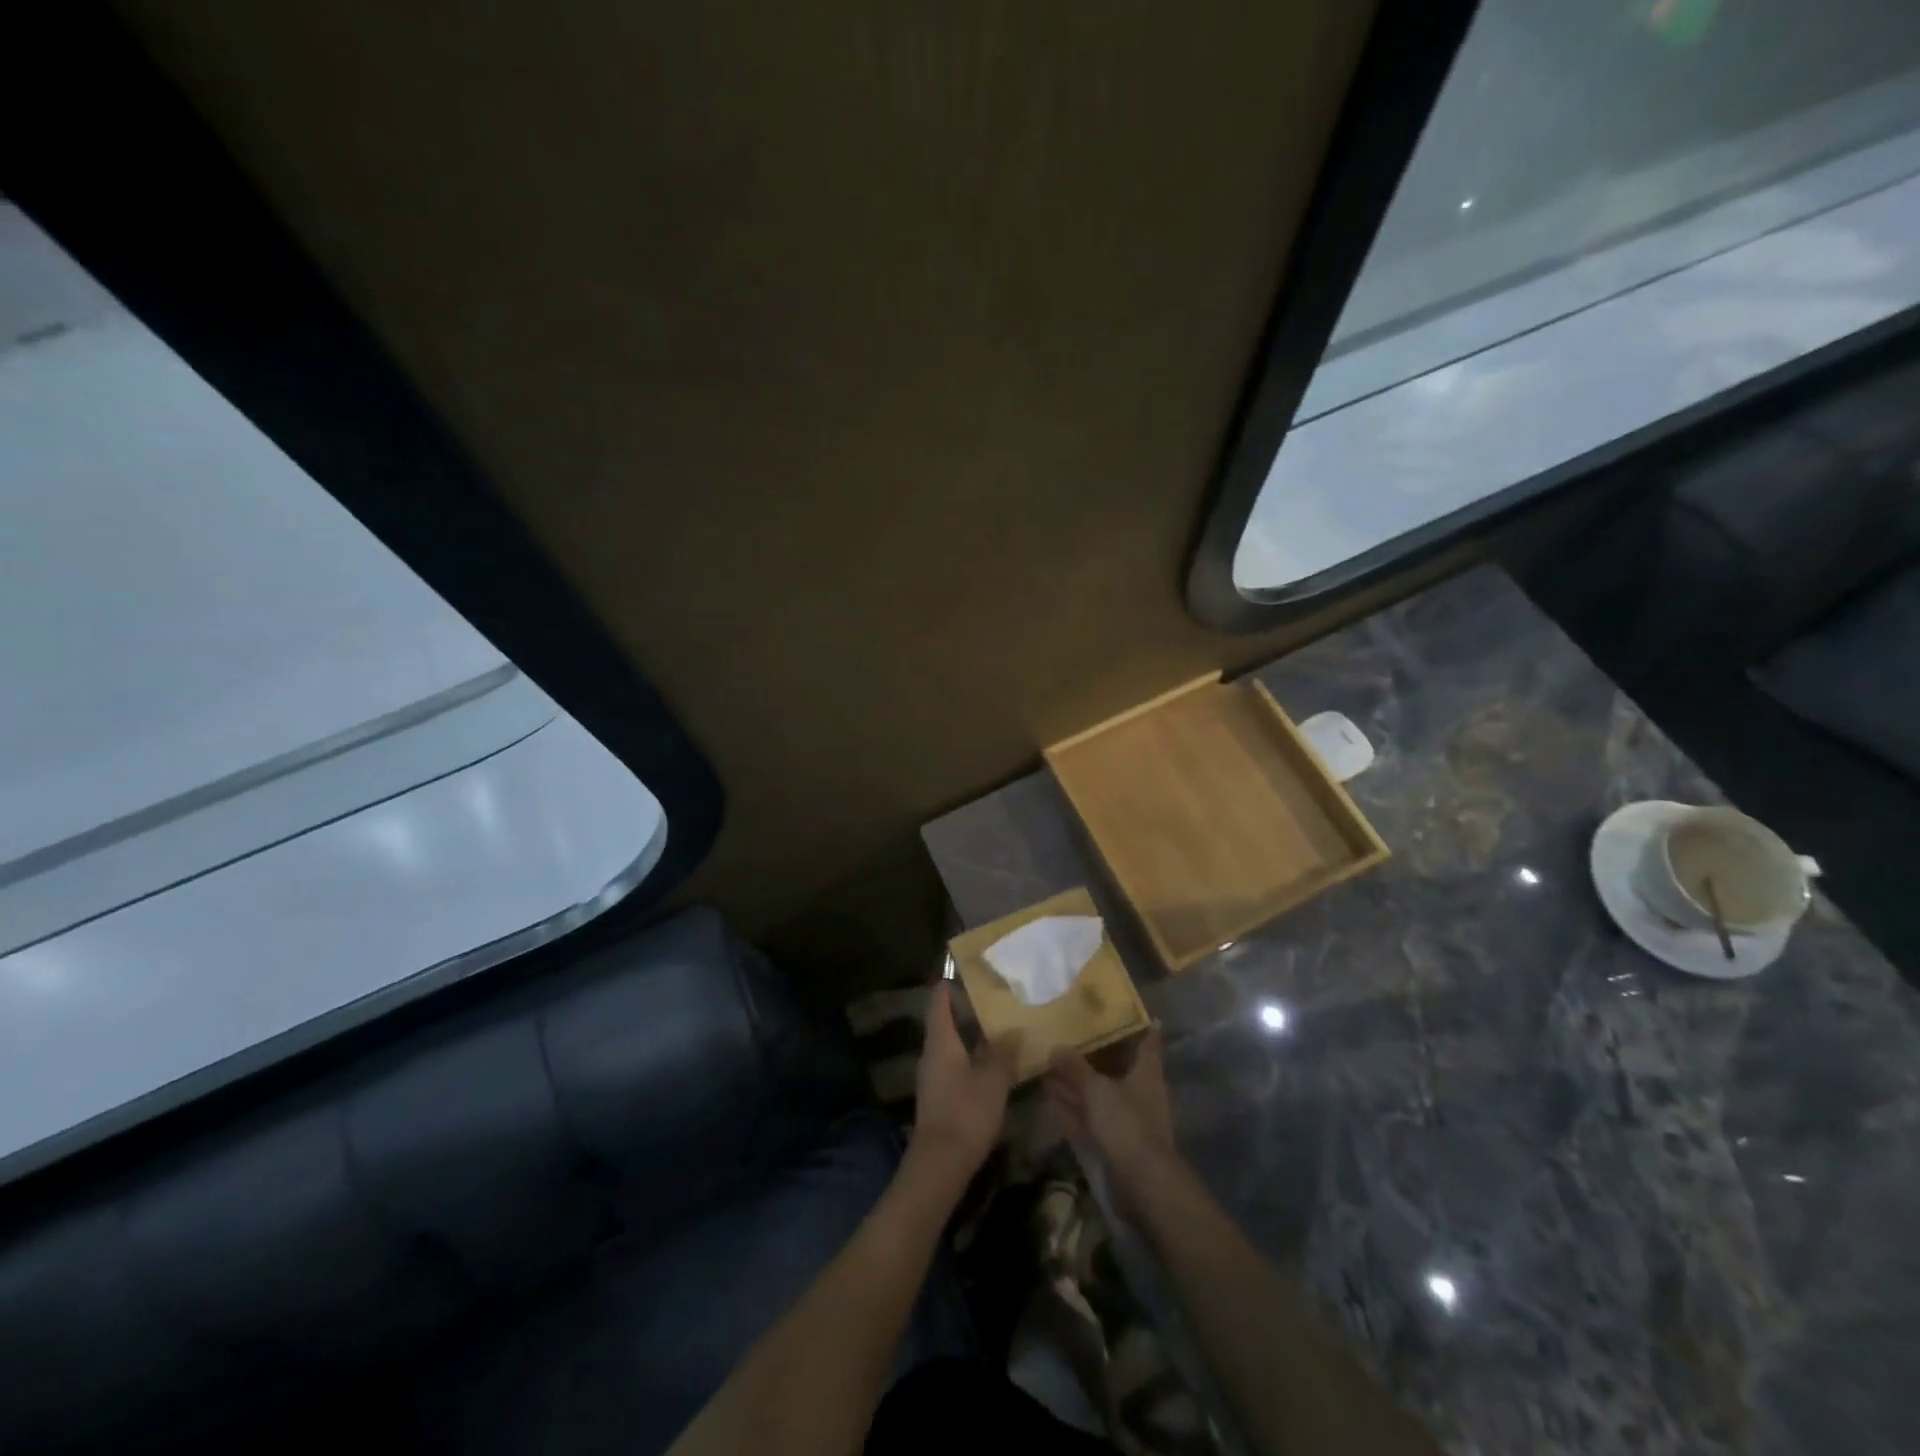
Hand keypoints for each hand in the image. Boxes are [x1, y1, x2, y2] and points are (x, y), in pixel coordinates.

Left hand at [907, 984, 1020, 1188]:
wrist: (939, 1165)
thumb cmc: (965, 1114)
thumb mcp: (992, 1081)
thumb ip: (1003, 1052)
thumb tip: (1014, 1029)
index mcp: (940, 1042)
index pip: (939, 1001)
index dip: (950, 984)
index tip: (967, 970)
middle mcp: (932, 1053)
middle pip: (944, 1021)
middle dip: (966, 1008)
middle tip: (994, 996)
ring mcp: (933, 1076)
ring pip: (951, 1044)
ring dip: (970, 1034)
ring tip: (999, 1026)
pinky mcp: (939, 1096)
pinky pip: (954, 1064)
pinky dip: (971, 1056)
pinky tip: (992, 1062)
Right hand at [1044, 1025, 1176, 1185]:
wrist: (1142, 1182)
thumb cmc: (1126, 1123)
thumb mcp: (1096, 1089)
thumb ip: (1075, 1068)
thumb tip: (1056, 1047)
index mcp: (1146, 1074)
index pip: (1148, 1044)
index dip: (1147, 1030)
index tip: (1147, 1016)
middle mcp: (1139, 1093)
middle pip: (1115, 1069)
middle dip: (1092, 1058)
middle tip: (1069, 1040)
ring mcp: (1127, 1120)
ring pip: (1098, 1096)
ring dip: (1076, 1085)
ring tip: (1049, 1069)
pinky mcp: (1114, 1143)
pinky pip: (1089, 1119)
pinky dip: (1073, 1110)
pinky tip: (1052, 1102)